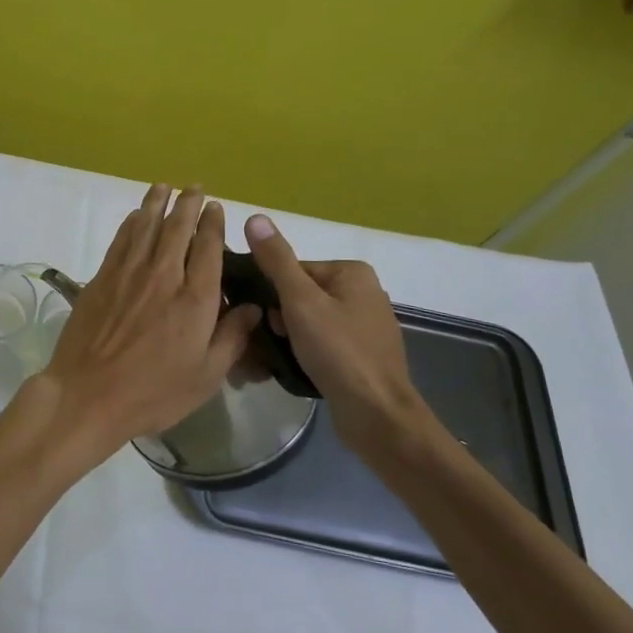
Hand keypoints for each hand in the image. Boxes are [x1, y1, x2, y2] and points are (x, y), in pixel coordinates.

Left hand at [26, 185, 260, 470]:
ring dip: (157, 203)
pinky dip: (131, 222)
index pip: (208, 247)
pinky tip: (137, 215)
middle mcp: (163, 275)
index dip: (213, 223)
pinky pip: (121, 240)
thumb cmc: (153, 392)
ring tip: (165, 187)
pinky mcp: (102, 278)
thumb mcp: (206, 376)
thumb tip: (254, 307)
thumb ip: (232, 337)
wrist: (88, 394)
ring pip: (146, 226)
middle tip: (194, 188)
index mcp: (195, 298)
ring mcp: (129, 273)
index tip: (216, 207)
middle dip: (188, 203)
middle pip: (177, 228)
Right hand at [241, 214, 434, 461]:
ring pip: (309, 323)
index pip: (293, 271)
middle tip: (267, 343)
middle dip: (278, 320)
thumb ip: (276, 260)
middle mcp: (363, 293)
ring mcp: (365, 327)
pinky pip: (323, 345)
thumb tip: (255, 216)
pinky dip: (305, 353)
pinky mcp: (362, 356)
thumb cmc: (338, 351)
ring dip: (287, 339)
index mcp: (352, 272)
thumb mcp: (300, 301)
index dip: (272, 295)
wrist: (377, 415)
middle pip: (300, 297)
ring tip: (272, 361)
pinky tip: (294, 370)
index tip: (265, 320)